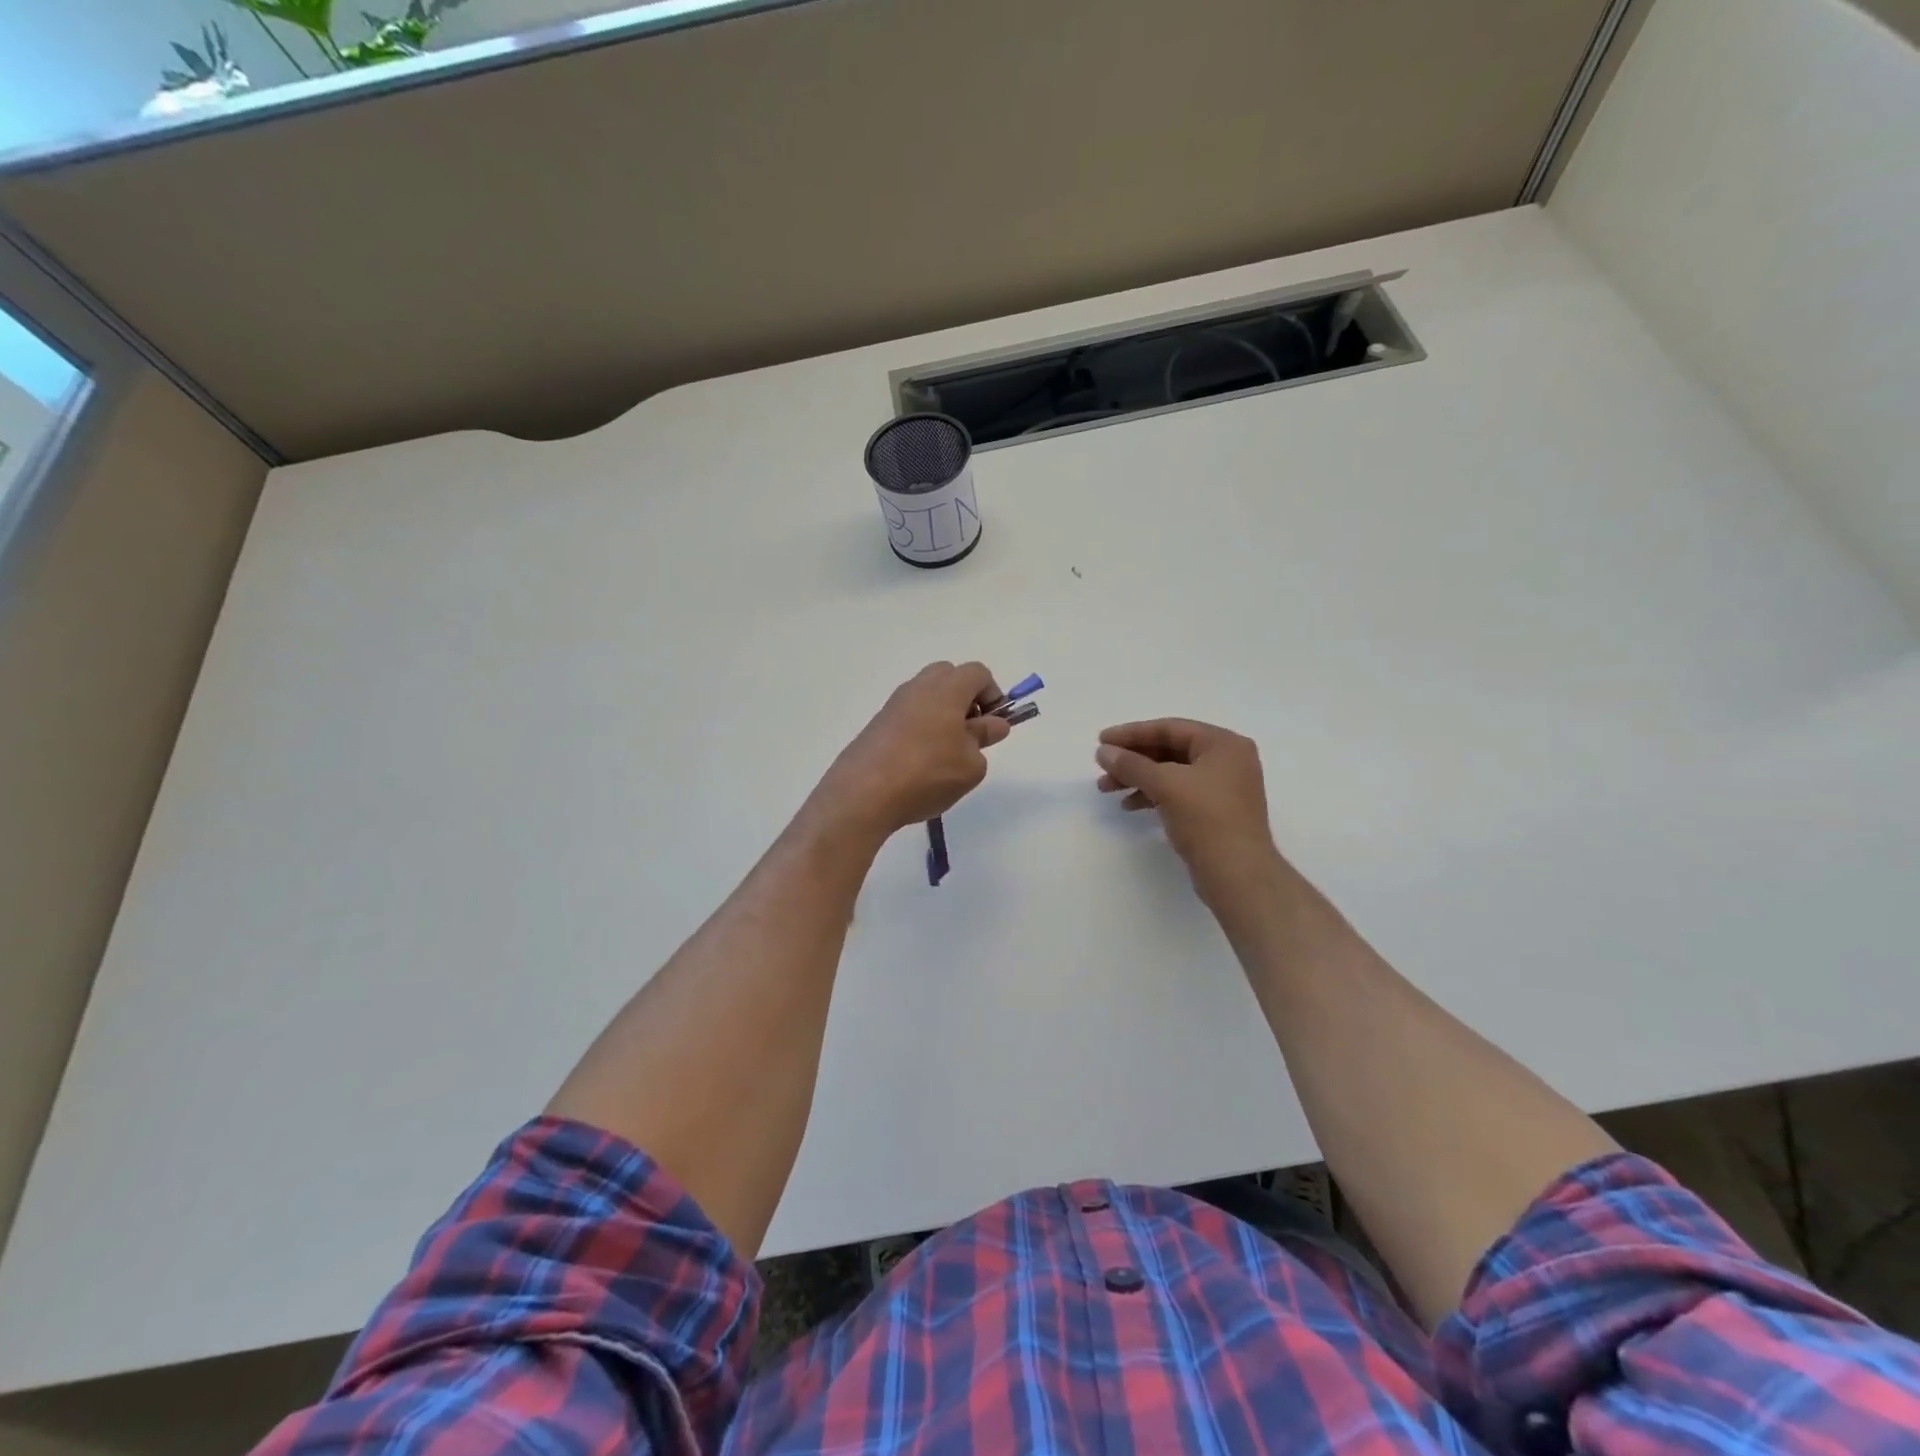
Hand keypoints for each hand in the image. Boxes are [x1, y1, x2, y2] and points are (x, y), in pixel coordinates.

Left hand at [815, 662, 1010, 839]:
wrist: (862, 794)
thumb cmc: (927, 774)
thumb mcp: (971, 764)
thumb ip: (984, 739)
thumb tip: (993, 724)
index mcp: (946, 689)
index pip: (978, 673)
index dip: (993, 695)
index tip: (994, 726)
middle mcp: (918, 688)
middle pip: (949, 677)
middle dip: (965, 700)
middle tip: (970, 735)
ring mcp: (893, 705)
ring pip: (926, 697)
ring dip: (942, 716)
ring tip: (945, 755)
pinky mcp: (876, 725)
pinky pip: (908, 716)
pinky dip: (921, 729)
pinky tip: (920, 764)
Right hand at [1096, 719, 1280, 894]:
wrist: (1238, 874)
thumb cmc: (1206, 819)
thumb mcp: (1165, 785)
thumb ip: (1131, 764)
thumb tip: (1103, 751)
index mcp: (1223, 744)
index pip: (1170, 728)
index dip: (1132, 733)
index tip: (1101, 741)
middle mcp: (1227, 760)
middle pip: (1170, 750)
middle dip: (1133, 759)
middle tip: (1102, 767)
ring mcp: (1223, 787)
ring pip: (1171, 773)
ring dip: (1138, 778)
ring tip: (1106, 789)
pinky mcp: (1215, 812)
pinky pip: (1178, 793)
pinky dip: (1153, 795)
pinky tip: (1129, 806)